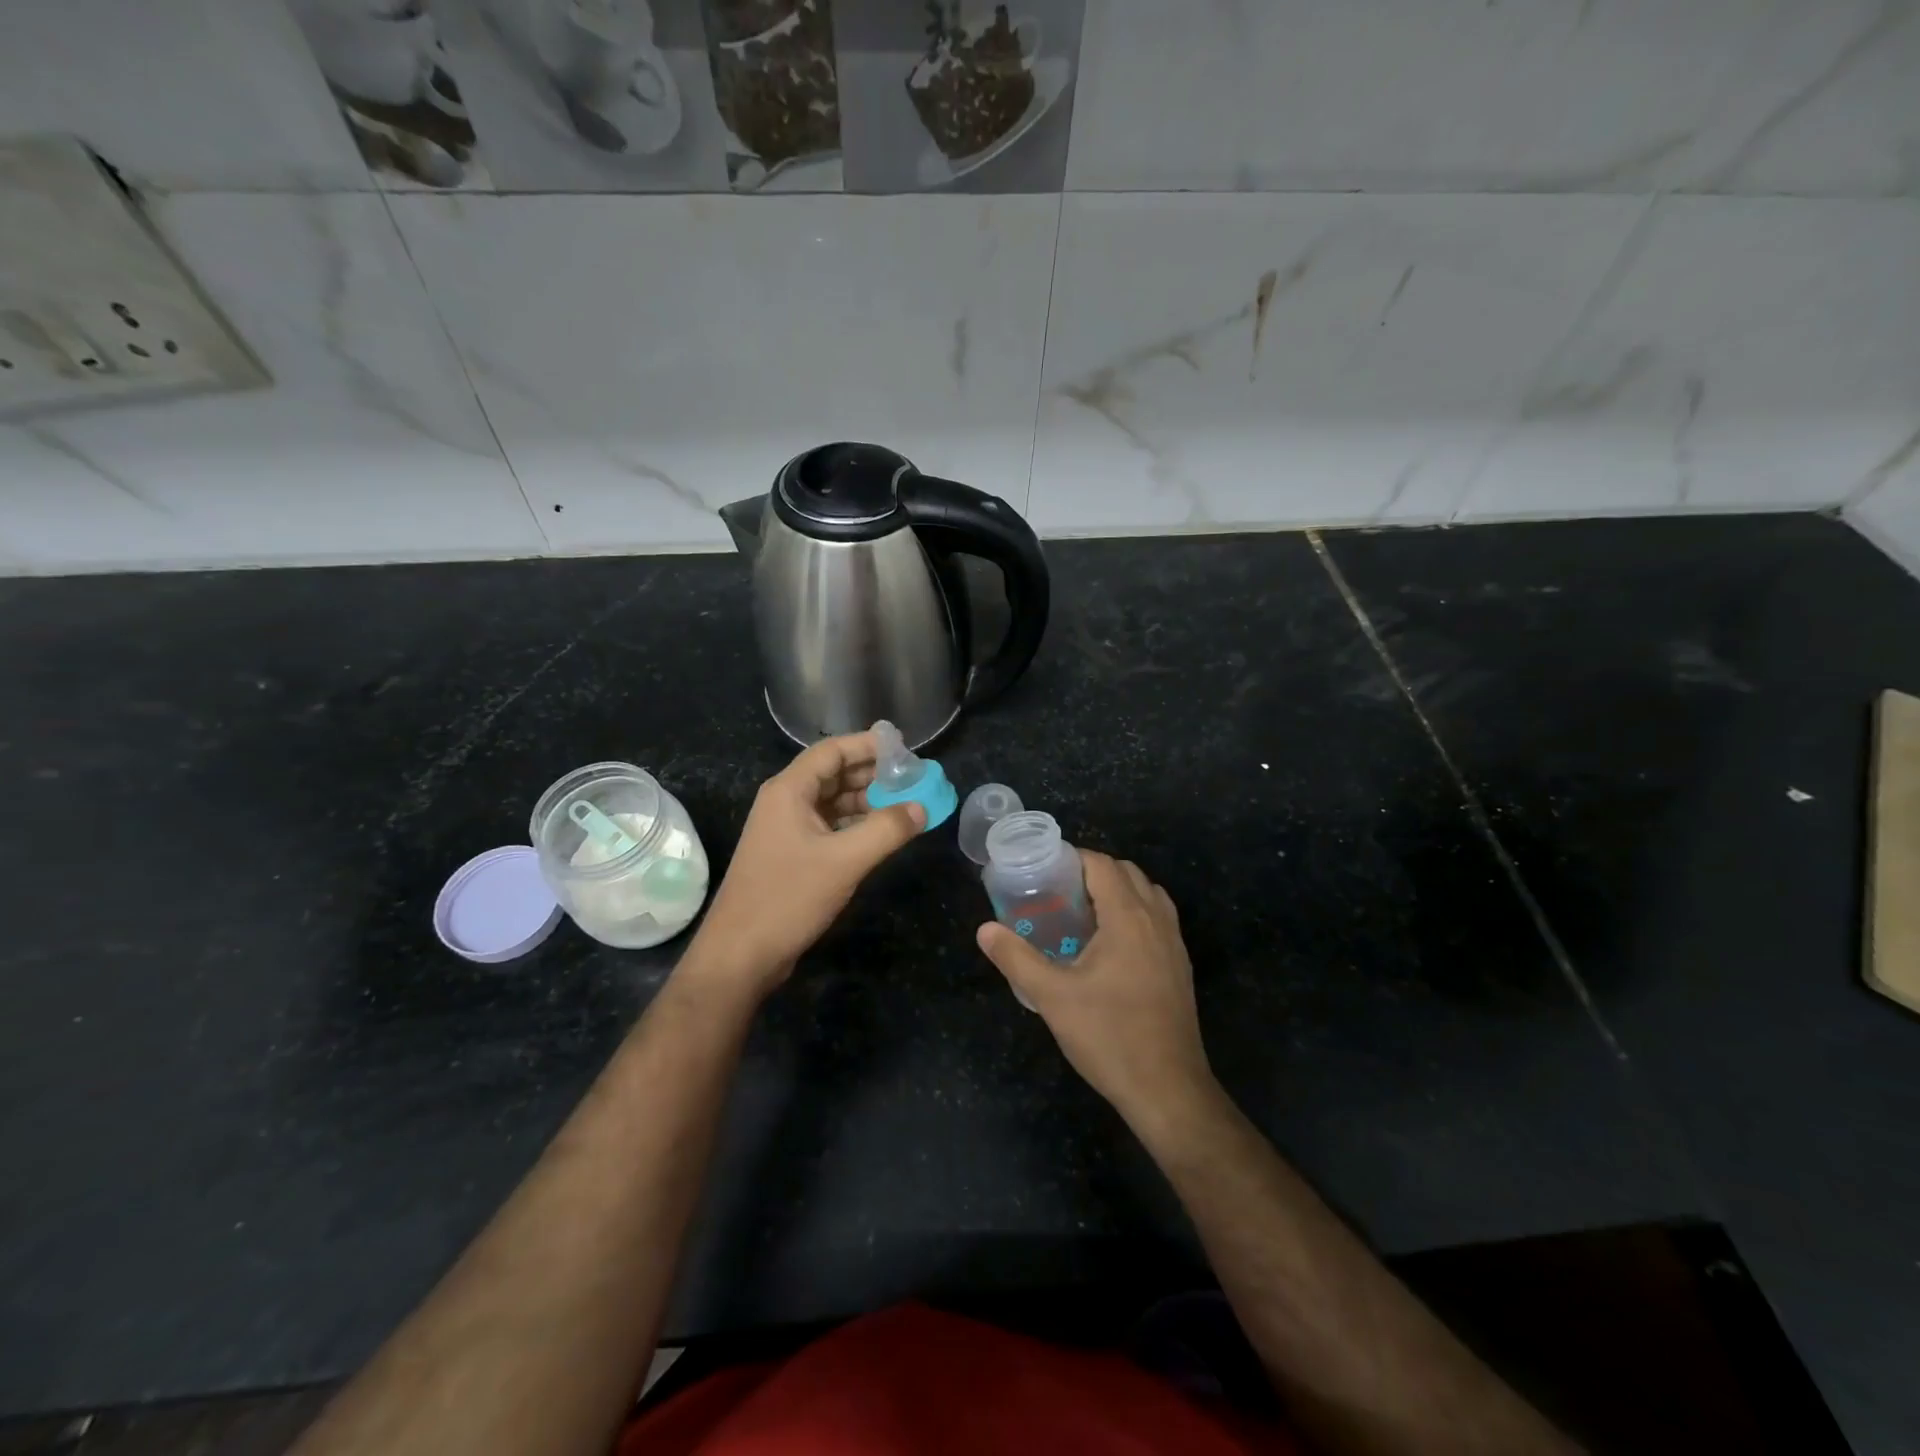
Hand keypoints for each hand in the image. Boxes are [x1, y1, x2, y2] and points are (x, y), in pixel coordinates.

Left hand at [685, 731, 924, 998]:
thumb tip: (922, 808)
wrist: (740, 954)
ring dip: (867, 800)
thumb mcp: (844, 861)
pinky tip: (882, 833)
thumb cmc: (788, 898)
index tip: (906, 751)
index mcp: (789, 791)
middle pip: (833, 773)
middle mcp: (785, 802)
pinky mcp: (792, 854)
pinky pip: (829, 826)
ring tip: (906, 805)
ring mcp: (787, 829)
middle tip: (913, 779)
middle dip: (873, 774)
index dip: (869, 745)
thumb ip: (887, 830)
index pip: (832, 750)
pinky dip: (856, 825)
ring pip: (833, 802)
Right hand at [975, 852, 1214, 1130]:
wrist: (1167, 1090)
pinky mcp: (1180, 966)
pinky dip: (1134, 913)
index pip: (1103, 865)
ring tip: (1082, 914)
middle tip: (1057, 892)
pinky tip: (1108, 947)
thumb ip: (1016, 958)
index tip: (1044, 870)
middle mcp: (1157, 921)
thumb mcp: (1052, 997)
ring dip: (1118, 891)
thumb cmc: (1108, 1036)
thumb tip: (985, 930)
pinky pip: (1158, 919)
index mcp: (1128, 917)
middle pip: (1127, 872)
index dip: (1073, 858)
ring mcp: (1174, 944)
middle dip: (1093, 872)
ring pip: (1148, 894)